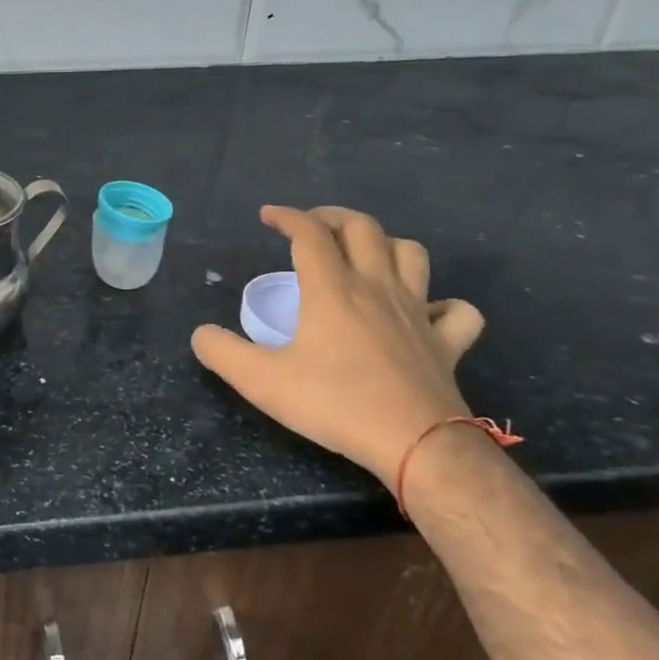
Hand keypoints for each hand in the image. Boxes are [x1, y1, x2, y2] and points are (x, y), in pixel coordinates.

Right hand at [192, 206, 485, 486]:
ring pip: (412, 254)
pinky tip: (426, 312)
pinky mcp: (447, 342)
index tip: (268, 216)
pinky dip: (443, 303)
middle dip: (333, 216)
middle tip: (311, 226)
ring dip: (386, 244)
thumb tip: (200, 334)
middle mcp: (377, 288)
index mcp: (332, 290)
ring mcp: (418, 312)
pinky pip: (457, 310)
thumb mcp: (260, 381)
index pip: (309, 234)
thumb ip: (222, 352)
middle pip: (363, 228)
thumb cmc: (334, 404)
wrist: (415, 443)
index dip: (287, 216)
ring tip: (364, 255)